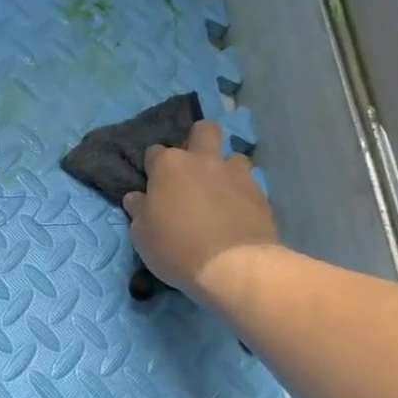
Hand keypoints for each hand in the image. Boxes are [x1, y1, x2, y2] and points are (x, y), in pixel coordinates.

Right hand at [123, 120, 277, 299]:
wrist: (233, 267)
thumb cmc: (176, 248)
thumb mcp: (142, 235)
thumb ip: (139, 211)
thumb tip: (136, 197)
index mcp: (169, 166)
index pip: (155, 152)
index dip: (153, 167)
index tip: (153, 184)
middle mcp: (204, 161)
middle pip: (204, 130)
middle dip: (198, 140)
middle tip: (193, 168)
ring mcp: (236, 175)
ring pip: (233, 157)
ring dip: (225, 170)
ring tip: (221, 193)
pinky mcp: (261, 194)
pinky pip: (250, 185)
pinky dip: (242, 195)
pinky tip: (238, 213)